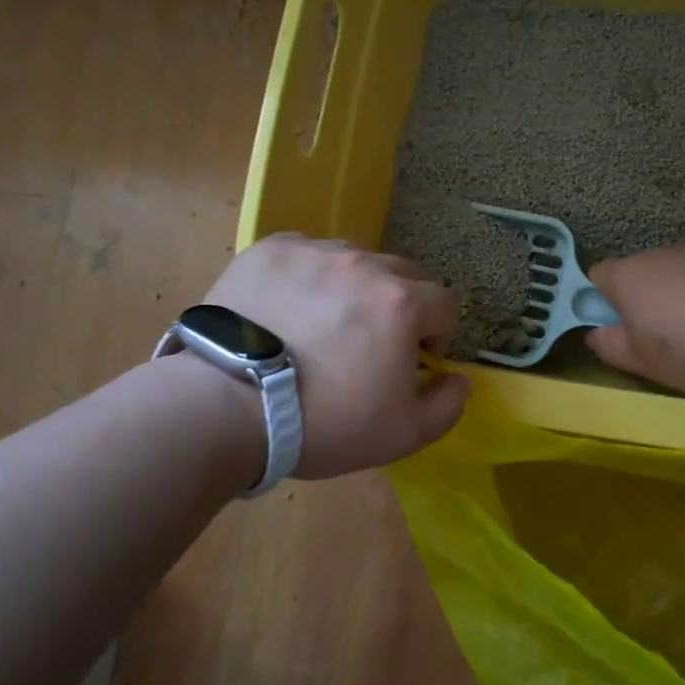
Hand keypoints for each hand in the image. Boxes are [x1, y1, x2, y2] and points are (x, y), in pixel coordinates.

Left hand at [204, 234, 469, 476]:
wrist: (226, 406)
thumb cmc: (324, 422)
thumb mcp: (404, 434)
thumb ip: (448, 404)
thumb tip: (458, 379)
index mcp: (402, 301)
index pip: (444, 303)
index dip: (437, 334)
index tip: (414, 361)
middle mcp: (363, 263)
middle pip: (403, 274)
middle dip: (402, 306)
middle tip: (373, 342)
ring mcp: (313, 252)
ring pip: (354, 259)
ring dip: (356, 287)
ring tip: (326, 323)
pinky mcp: (269, 250)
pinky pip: (306, 254)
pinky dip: (309, 276)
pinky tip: (289, 308)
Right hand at [586, 246, 684, 394]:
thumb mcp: (646, 363)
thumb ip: (613, 348)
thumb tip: (595, 335)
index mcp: (625, 277)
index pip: (593, 278)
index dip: (597, 305)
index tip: (615, 333)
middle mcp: (654, 255)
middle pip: (634, 277)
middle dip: (639, 306)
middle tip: (656, 343)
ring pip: (670, 278)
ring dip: (674, 302)